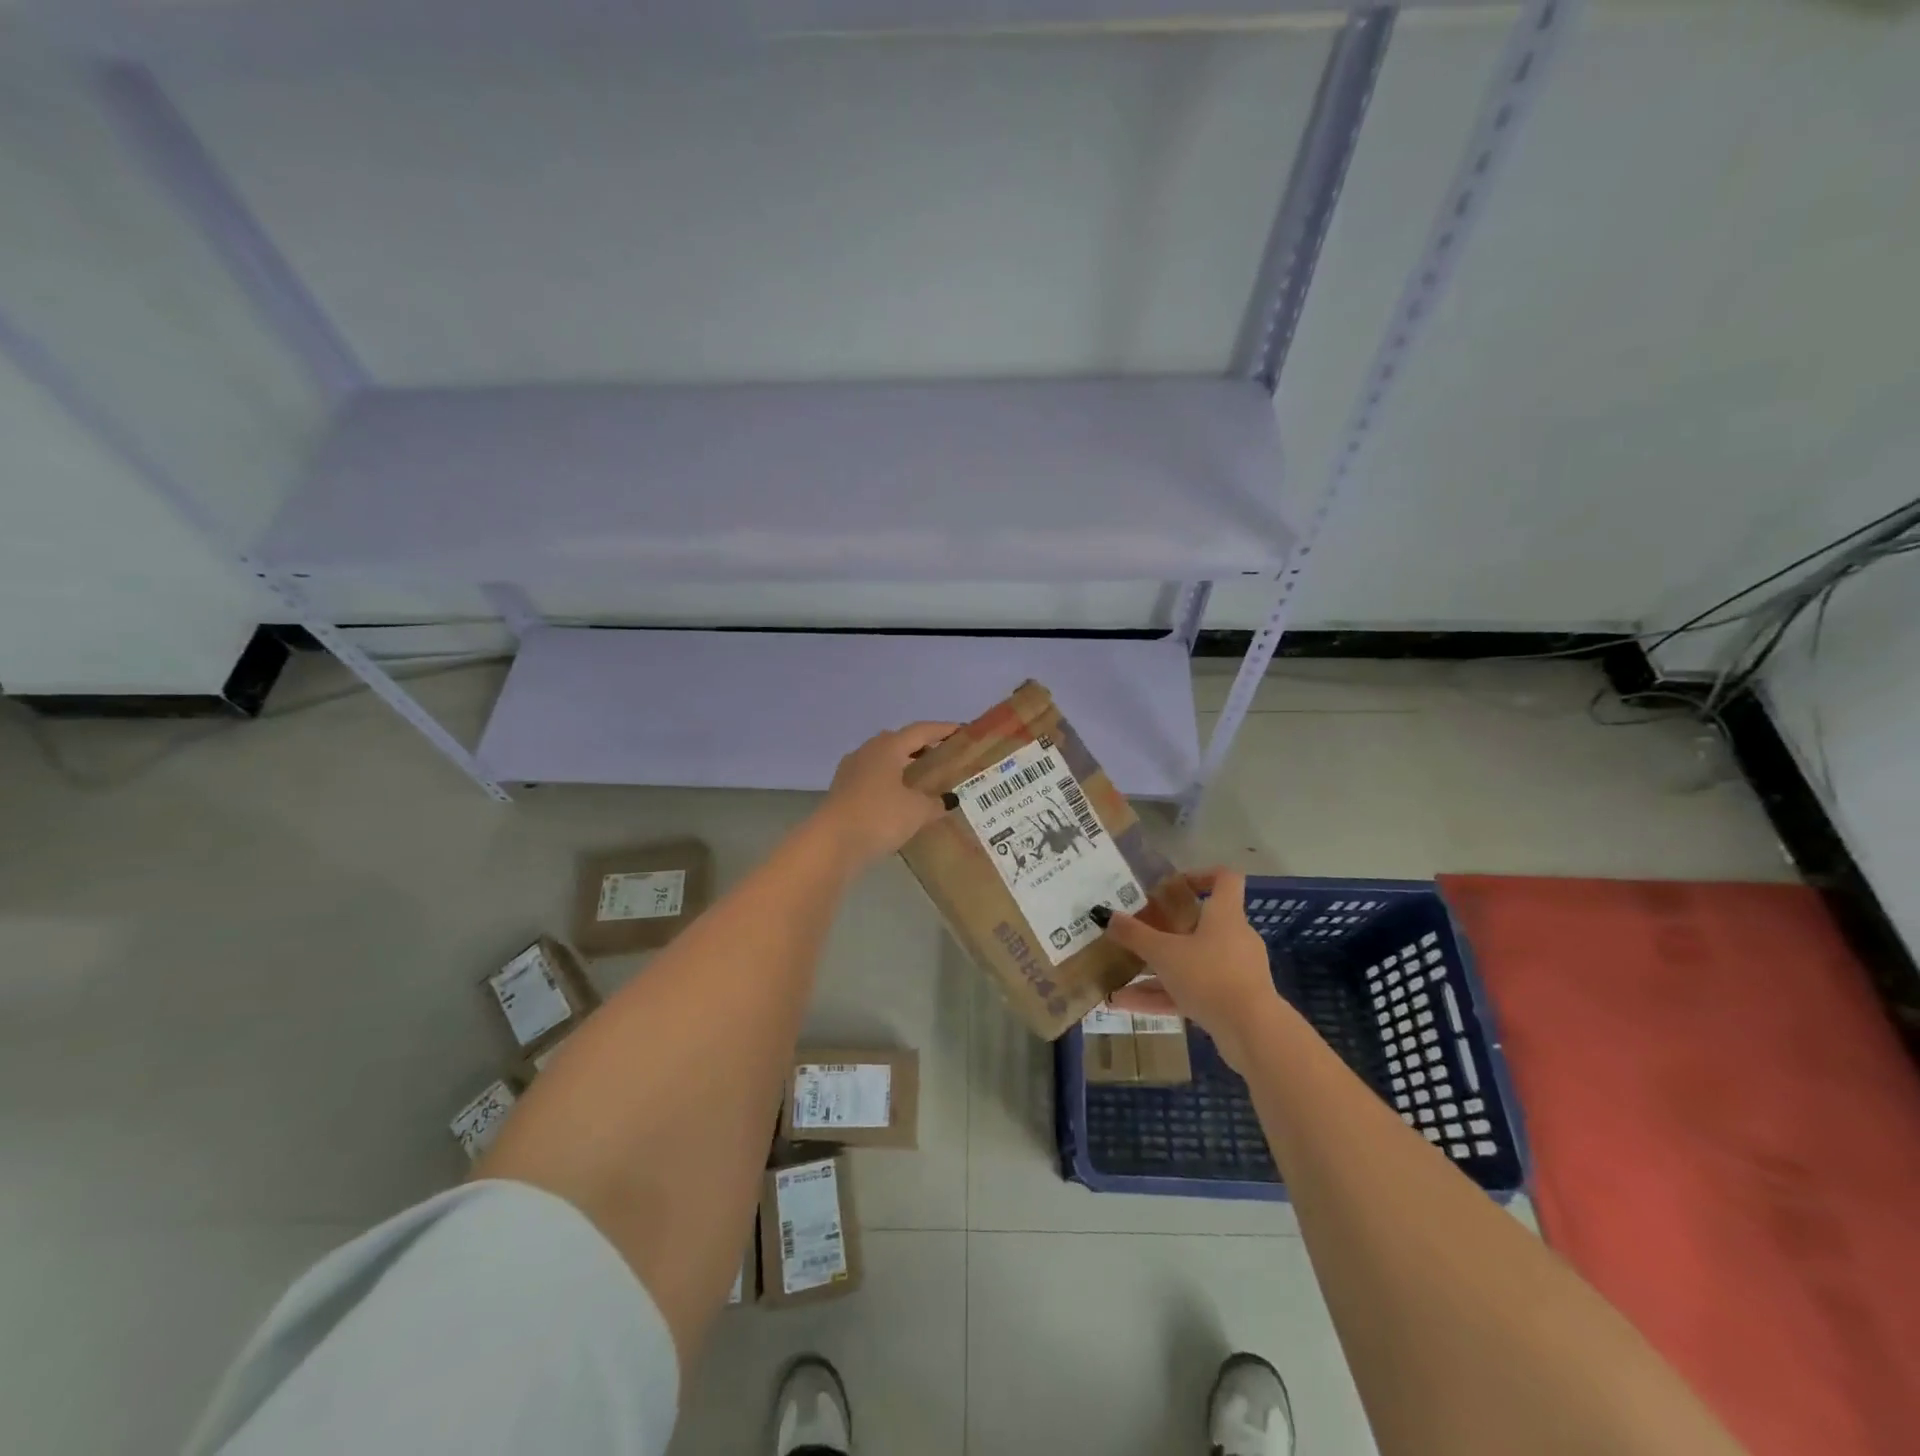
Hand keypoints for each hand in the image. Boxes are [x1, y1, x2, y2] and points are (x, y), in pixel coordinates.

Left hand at [814, 722, 958, 867]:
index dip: (944, 730)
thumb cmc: (879, 817)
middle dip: (923, 747)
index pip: (921, 730)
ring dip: (905, 766)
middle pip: (900, 742)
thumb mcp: (917, 811)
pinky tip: (902, 800)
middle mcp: (868, 751)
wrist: (832, 844)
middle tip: (945, 758)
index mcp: (888, 747)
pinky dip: (891, 782)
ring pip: (885, 760)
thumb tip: (948, 800)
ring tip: (926, 780)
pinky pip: (874, 778)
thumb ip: (935, 802)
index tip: (963, 731)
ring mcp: (851, 770)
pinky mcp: (843, 790)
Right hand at [1101, 869, 1282, 1068]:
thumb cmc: (1210, 976)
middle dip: (1168, 929)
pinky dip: (1163, 995)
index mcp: (1225, 915)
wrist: (1253, 1032)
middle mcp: (1234, 938)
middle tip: (1141, 931)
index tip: (1173, 885)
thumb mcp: (1164, 953)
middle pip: (1201, 924)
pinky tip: (1126, 1004)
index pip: (1225, 879)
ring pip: (1192, 962)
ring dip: (1157, 969)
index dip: (1201, 875)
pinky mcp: (1231, 1000)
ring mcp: (1234, 971)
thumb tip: (1107, 916)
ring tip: (1120, 978)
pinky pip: (1192, 990)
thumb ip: (1135, 935)